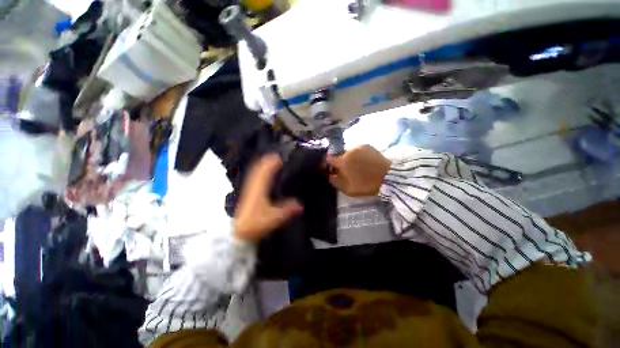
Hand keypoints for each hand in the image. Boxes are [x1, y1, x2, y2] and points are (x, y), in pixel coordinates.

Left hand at [234, 154, 303, 241]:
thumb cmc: (255, 223)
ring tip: (275, 162)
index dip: (275, 161)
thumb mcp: (275, 217)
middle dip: (270, 160)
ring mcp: (249, 187)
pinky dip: (260, 172)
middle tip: (281, 157)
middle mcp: (253, 183)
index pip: (267, 168)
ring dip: (265, 165)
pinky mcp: (247, 192)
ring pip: (256, 170)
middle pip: (261, 166)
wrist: (236, 232)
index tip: (284, 156)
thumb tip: (301, 205)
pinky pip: (254, 177)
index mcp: (260, 186)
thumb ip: (288, 210)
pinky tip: (265, 175)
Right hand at [327, 145, 391, 196]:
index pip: (329, 160)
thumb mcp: (348, 189)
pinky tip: (364, 162)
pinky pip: (358, 151)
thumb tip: (329, 176)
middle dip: (341, 164)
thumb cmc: (366, 185)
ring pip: (349, 154)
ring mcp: (358, 147)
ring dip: (350, 159)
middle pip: (340, 157)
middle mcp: (348, 151)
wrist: (388, 177)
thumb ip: (335, 182)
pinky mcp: (367, 146)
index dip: (329, 166)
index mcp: (342, 161)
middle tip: (346, 172)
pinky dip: (358, 156)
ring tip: (357, 167)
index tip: (332, 171)